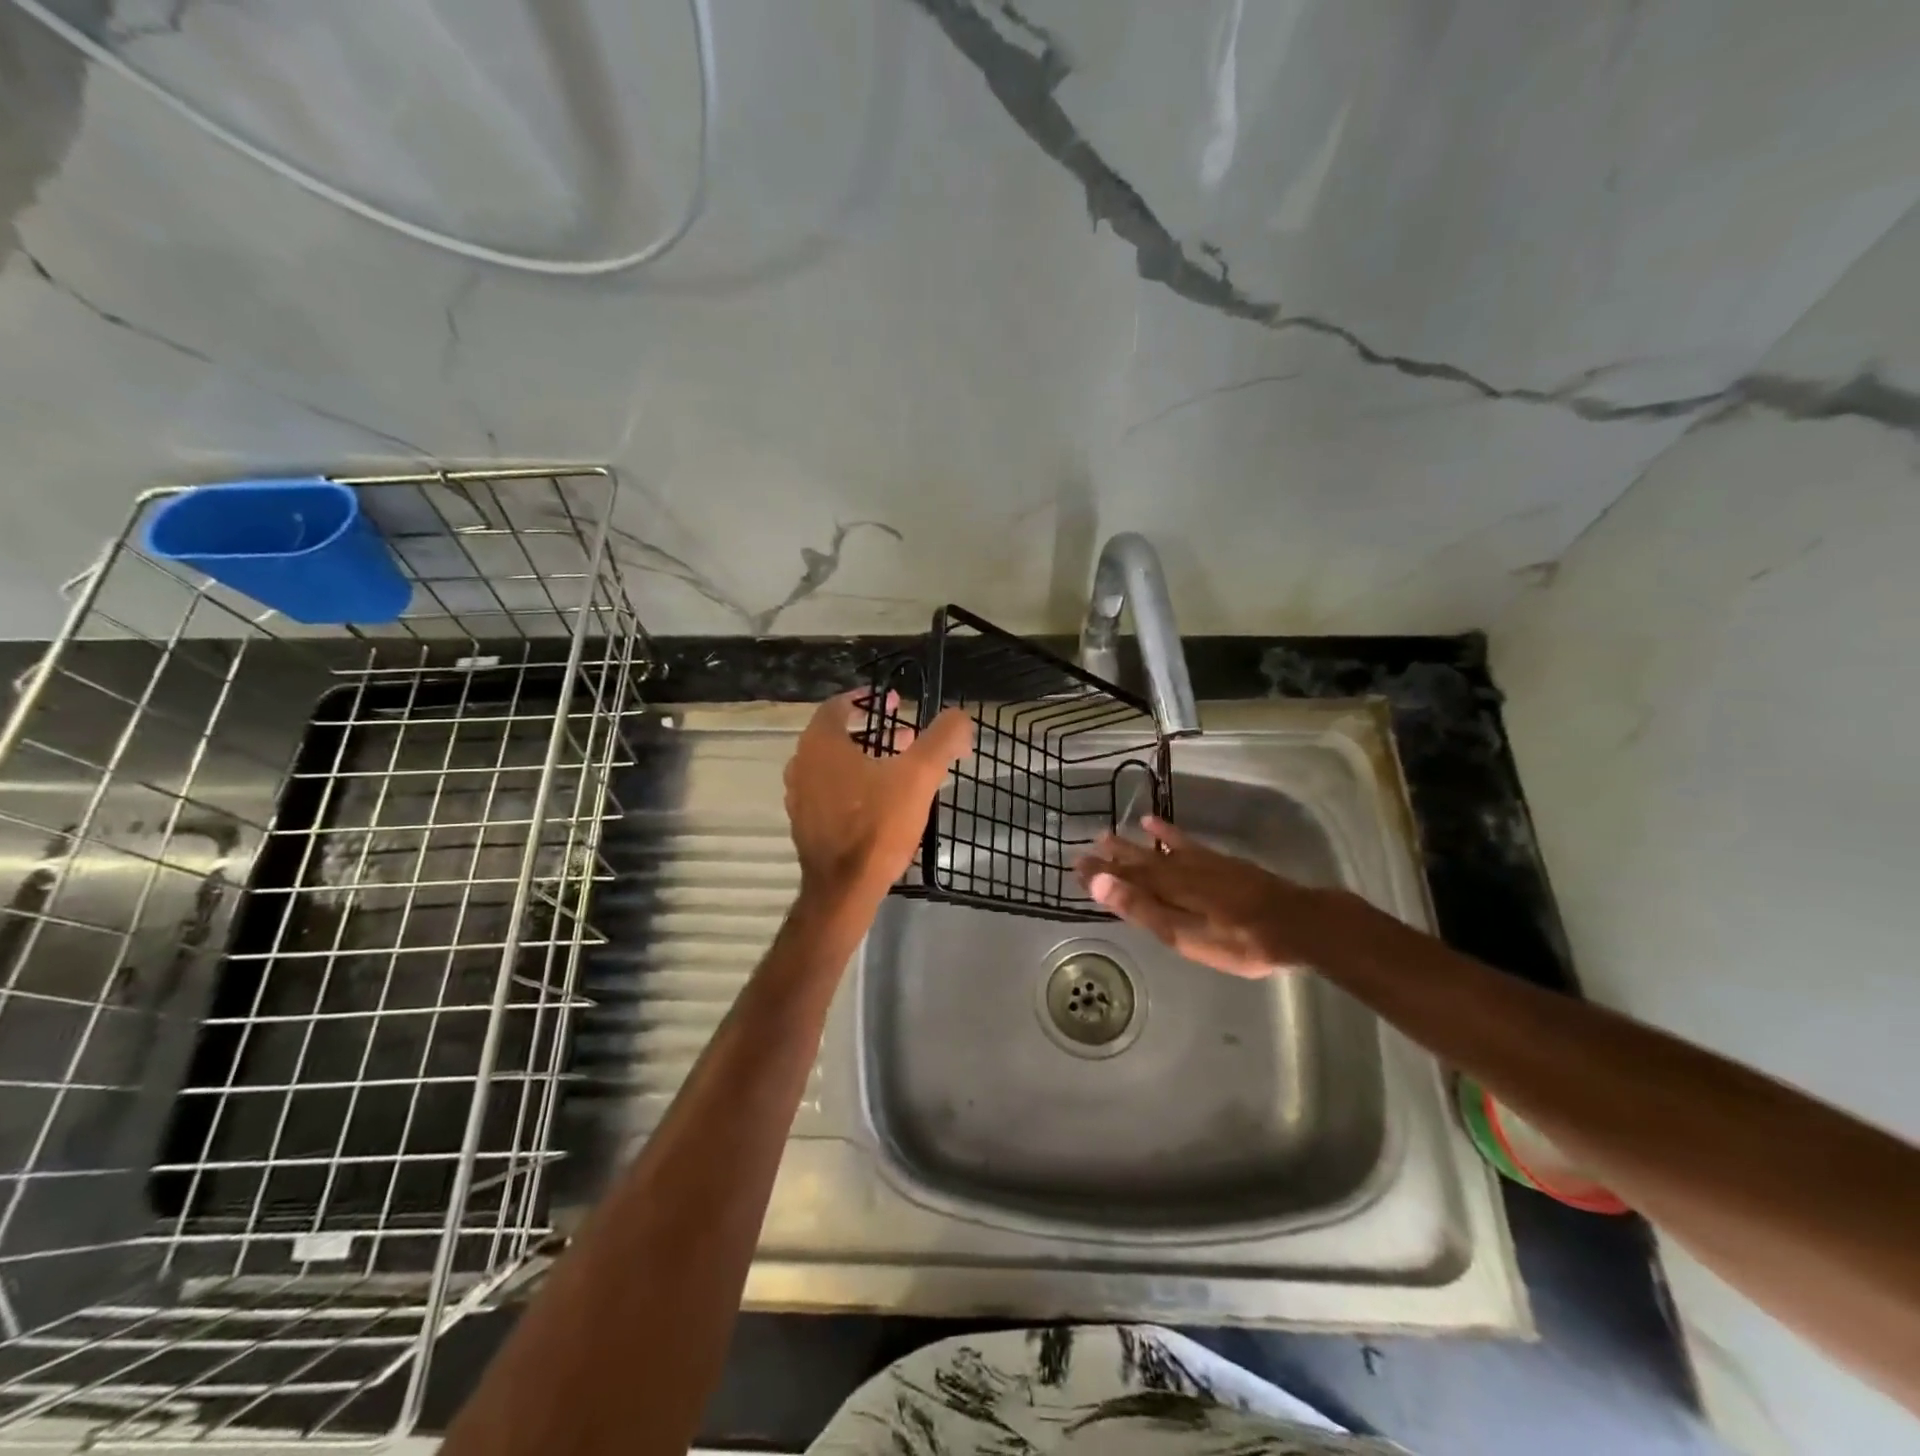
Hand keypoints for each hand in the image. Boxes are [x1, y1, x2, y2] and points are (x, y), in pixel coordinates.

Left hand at [784, 690, 971, 915]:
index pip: (839, 705)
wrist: (844, 889)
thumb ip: (942, 739)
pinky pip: (829, 792)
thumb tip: (960, 717)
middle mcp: (801, 764)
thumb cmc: (877, 825)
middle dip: (873, 732)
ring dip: (863, 760)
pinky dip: (852, 786)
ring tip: (898, 769)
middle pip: (837, 735)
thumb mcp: (919, 776)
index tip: (894, 702)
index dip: (867, 699)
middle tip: (906, 737)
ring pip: (833, 765)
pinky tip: (880, 803)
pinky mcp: (804, 824)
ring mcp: (798, 797)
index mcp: (821, 743)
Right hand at [1075, 816, 1346, 977]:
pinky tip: (1159, 826)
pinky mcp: (1220, 862)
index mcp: (1165, 889)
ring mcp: (1200, 863)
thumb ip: (1141, 908)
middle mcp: (1177, 869)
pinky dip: (1168, 834)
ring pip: (1157, 851)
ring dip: (1133, 844)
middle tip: (1086, 849)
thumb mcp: (1184, 933)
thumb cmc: (1237, 940)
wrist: (1294, 923)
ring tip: (1111, 833)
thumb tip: (1098, 882)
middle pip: (1138, 862)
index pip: (1123, 877)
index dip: (1099, 872)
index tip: (1075, 864)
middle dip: (1111, 857)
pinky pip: (1185, 842)